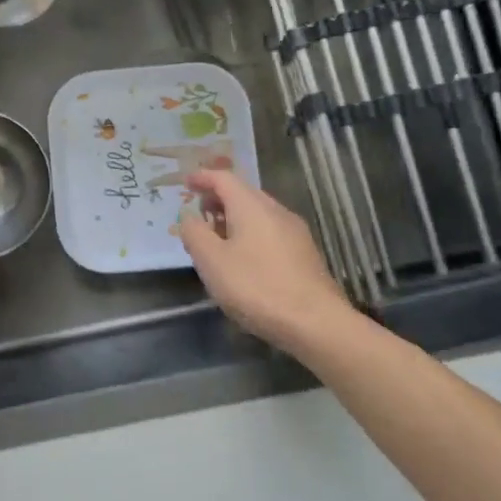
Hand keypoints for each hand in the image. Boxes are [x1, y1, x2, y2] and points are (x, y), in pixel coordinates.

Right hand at [177, 169, 352, 356]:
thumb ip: (195, 234)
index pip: (223, 179)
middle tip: (197, 213)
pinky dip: (249, 232)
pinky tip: (243, 257)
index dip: (202, 178)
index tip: (185, 182)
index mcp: (251, 206)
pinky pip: (270, 230)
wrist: (315, 322)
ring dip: (233, 217)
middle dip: (217, 198)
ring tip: (216, 237)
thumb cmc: (256, 287)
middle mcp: (276, 211)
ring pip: (258, 213)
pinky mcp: (304, 253)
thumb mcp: (212, 262)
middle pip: (243, 193)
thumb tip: (188, 216)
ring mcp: (294, 231)